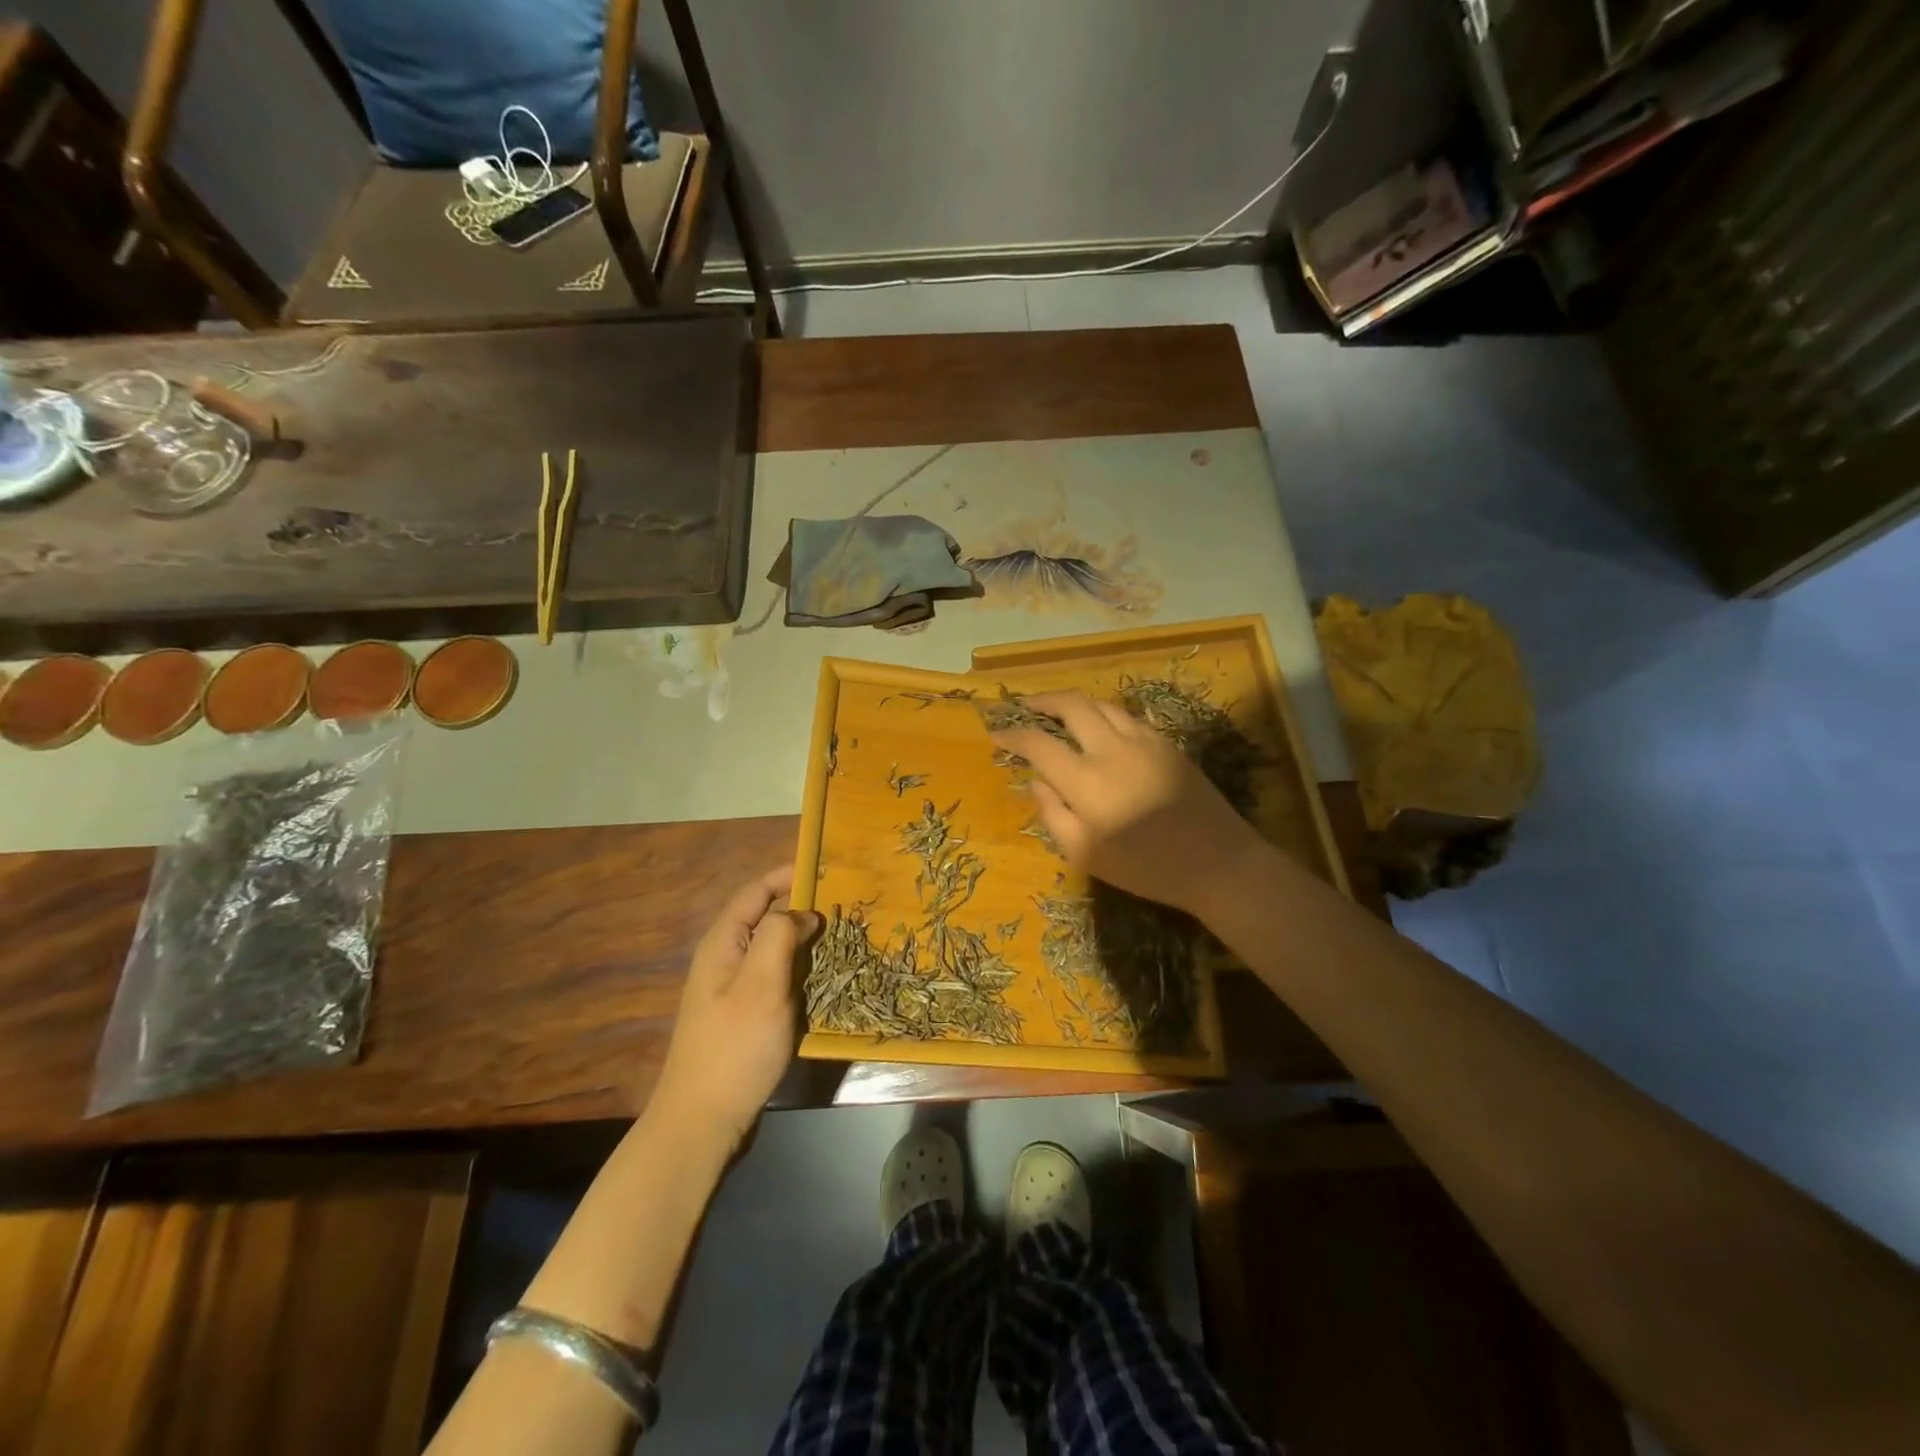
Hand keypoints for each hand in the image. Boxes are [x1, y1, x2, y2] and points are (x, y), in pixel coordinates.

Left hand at [651, 866, 820, 1150]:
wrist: (702, 1121)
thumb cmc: (734, 1047)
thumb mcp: (761, 984)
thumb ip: (780, 936)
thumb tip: (802, 914)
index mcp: (723, 943)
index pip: (755, 891)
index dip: (787, 874)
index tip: (826, 868)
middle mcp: (725, 959)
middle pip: (765, 917)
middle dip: (802, 907)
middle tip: (844, 905)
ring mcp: (734, 989)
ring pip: (774, 949)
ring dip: (805, 941)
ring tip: (843, 937)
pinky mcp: (745, 1015)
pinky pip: (776, 978)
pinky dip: (801, 971)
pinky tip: (825, 979)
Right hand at [991, 691, 1264, 918]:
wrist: (1217, 863)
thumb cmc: (1145, 868)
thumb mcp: (1085, 854)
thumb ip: (1053, 814)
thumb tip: (1036, 781)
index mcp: (1086, 781)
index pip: (1038, 743)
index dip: (1012, 735)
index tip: (996, 734)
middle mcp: (1111, 749)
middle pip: (1071, 705)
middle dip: (1042, 700)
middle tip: (1025, 705)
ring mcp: (1143, 741)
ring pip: (1101, 704)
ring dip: (1074, 702)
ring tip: (1059, 711)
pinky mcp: (1166, 743)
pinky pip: (1127, 716)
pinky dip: (1104, 713)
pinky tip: (1100, 726)